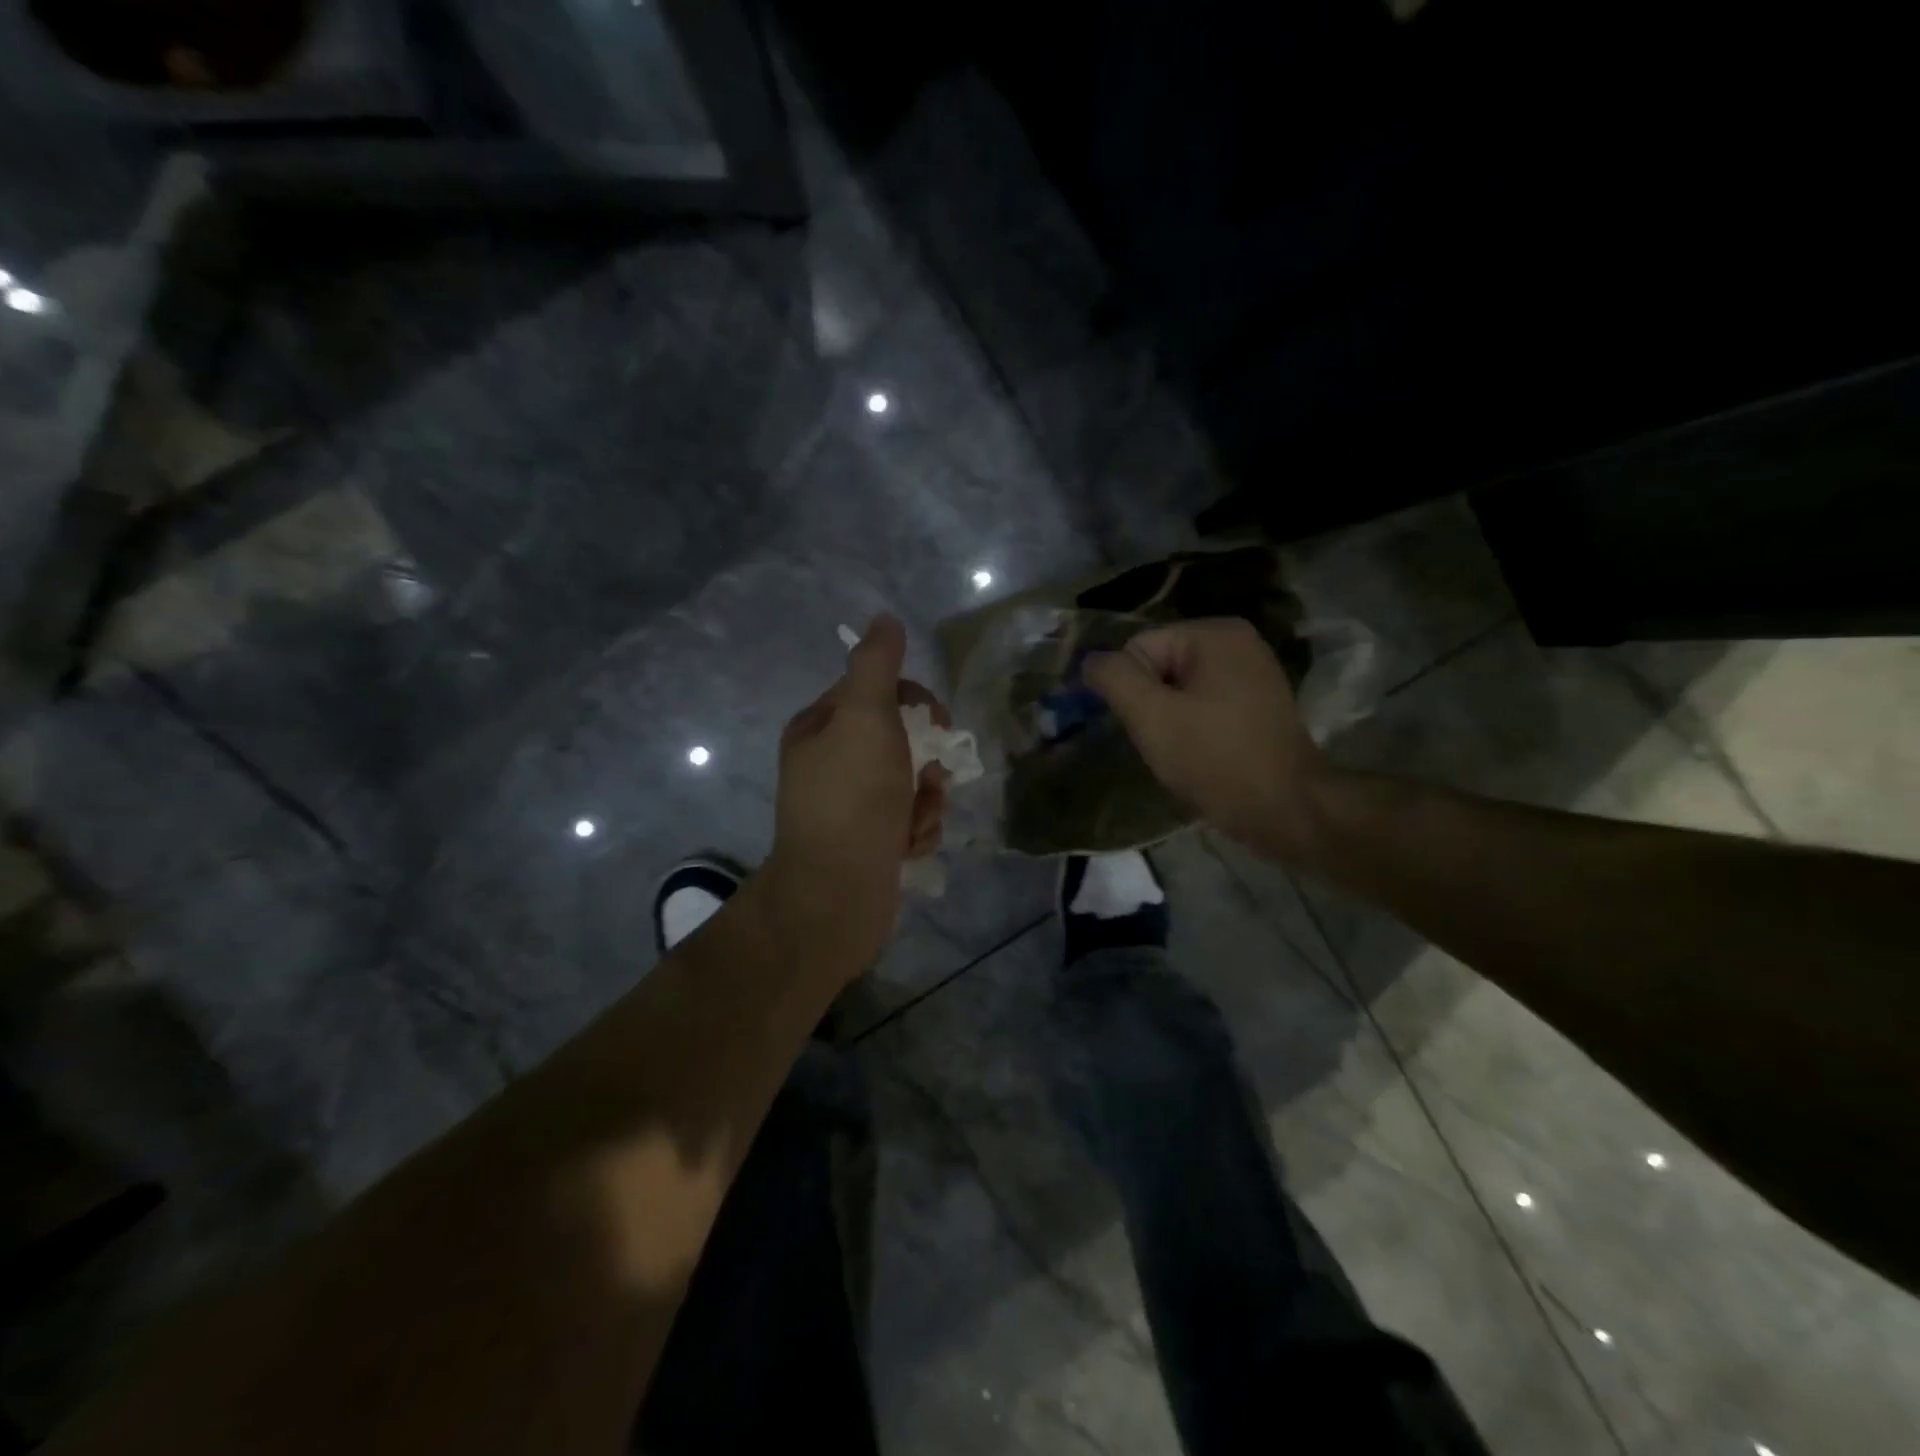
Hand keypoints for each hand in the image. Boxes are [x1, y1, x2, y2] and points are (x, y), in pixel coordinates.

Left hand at [763, 615, 947, 976]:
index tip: (935, 723)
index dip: (913, 702)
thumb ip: (878, 666)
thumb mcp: (866, 718)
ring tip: (915, 821)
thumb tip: (884, 619)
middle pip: (900, 740)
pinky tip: (909, 847)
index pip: (876, 692)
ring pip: (911, 783)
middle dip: (925, 760)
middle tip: (929, 778)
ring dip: (926, 800)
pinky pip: (908, 820)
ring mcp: (848, 807)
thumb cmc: (853, 798)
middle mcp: (829, 763)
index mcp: (819, 728)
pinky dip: (917, 830)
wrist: (837, 895)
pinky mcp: (868, 842)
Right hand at [1085, 617, 1332, 861]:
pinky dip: (1191, 727)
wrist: (1288, 810)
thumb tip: (1090, 661)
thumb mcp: (1152, 716)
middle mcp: (1237, 642)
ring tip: (1181, 751)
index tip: (1147, 728)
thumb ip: (1114, 679)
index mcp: (1214, 634)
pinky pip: (1202, 704)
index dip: (1130, 691)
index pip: (1139, 648)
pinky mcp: (1256, 703)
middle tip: (1162, 742)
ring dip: (1168, 720)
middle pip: (1159, 666)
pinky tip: (1199, 754)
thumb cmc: (1217, 759)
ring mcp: (1251, 673)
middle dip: (1150, 705)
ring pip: (1178, 689)